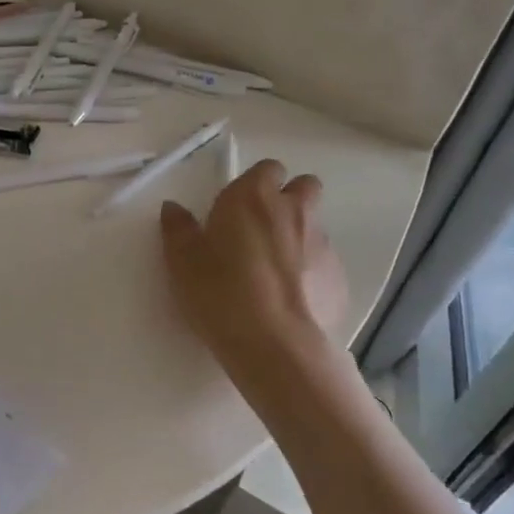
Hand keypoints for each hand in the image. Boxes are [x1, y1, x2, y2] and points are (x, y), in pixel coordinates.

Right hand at [160, 161, 350, 405]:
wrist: (275, 345)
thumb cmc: (221, 292)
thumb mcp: (182, 261)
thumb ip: (178, 228)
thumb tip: (173, 208)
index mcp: (253, 197)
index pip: (267, 168)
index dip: (256, 184)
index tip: (238, 207)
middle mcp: (294, 210)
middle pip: (305, 187)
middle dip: (290, 199)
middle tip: (263, 229)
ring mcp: (323, 243)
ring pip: (315, 226)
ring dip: (298, 237)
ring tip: (274, 272)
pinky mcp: (340, 277)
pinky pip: (324, 263)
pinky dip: (311, 272)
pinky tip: (290, 299)